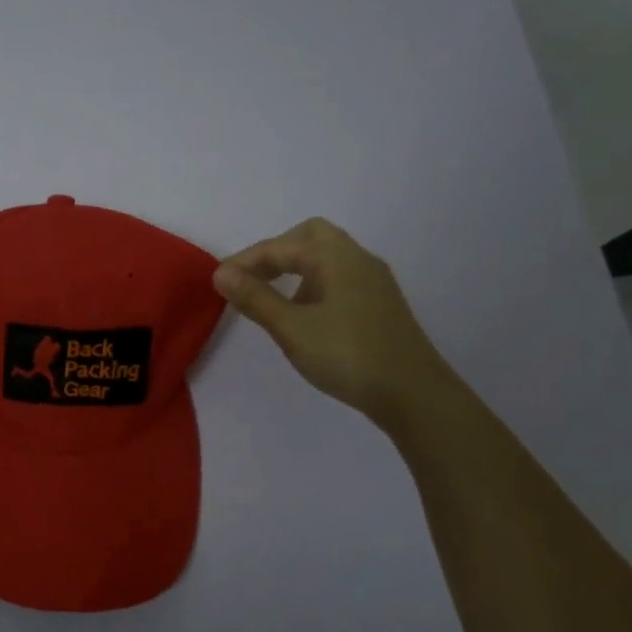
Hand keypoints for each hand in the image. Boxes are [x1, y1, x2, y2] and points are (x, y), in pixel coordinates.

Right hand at [212, 218, 453, 429]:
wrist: (413, 394)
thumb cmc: (347, 355)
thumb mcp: (291, 328)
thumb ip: (255, 298)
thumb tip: (220, 273)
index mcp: (335, 258)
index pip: (280, 246)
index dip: (245, 261)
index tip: (217, 282)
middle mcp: (357, 260)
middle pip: (310, 237)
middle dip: (275, 252)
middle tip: (250, 278)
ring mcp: (373, 282)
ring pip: (326, 258)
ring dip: (294, 269)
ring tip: (271, 299)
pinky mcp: (379, 304)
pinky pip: (338, 278)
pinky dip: (312, 284)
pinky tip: (303, 314)